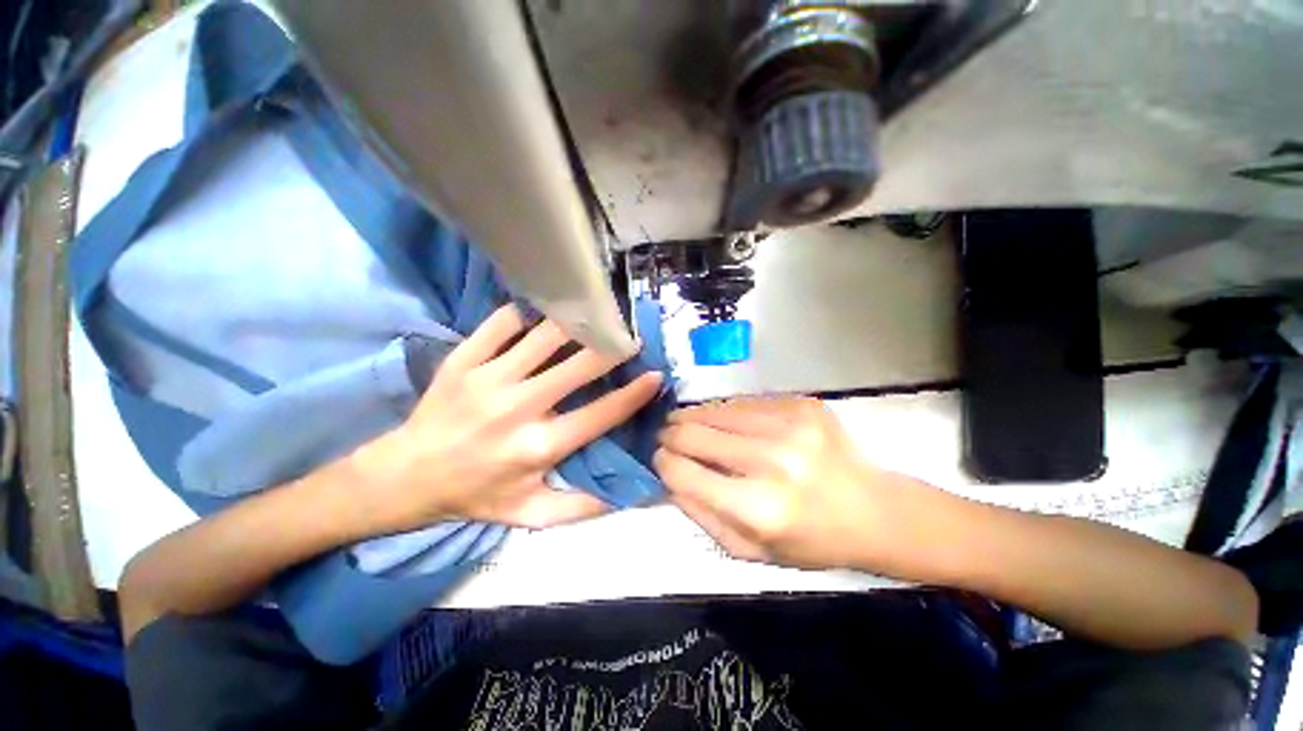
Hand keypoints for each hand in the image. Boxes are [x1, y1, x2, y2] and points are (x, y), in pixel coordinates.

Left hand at [352, 305, 661, 533]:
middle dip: (612, 348)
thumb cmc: (475, 493)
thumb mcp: (530, 514)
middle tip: (628, 338)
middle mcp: (517, 408)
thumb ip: (581, 507)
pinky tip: (543, 313)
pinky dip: (528, 314)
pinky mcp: (463, 360)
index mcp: (538, 446)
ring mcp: (487, 378)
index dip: (633, 394)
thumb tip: (627, 492)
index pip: (600, 414)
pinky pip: (502, 323)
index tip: (654, 375)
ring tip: (594, 318)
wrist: (405, 476)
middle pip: (579, 366)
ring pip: (544, 336)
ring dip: (576, 324)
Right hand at [655, 396, 932, 572]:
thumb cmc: (811, 540)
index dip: (662, 462)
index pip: (683, 471)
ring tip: (687, 423)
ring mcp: (788, 425)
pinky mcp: (801, 404)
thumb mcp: (750, 551)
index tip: (659, 459)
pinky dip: (726, 411)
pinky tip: (725, 421)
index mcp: (756, 508)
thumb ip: (701, 515)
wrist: (874, 510)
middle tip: (667, 436)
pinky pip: (744, 402)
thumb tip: (668, 478)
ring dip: (694, 417)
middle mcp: (771, 460)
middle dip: (670, 434)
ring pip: (715, 410)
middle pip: (693, 433)